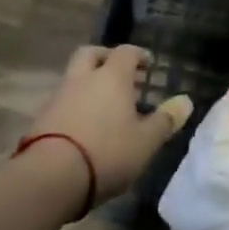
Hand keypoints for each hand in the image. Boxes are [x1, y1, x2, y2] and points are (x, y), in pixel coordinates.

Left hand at [27, 46, 192, 206]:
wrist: (49, 177)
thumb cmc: (106, 153)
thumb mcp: (146, 141)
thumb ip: (166, 120)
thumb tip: (186, 101)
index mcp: (111, 77)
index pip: (126, 52)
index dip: (138, 55)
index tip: (147, 65)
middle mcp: (83, 79)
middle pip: (92, 54)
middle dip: (106, 58)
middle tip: (122, 74)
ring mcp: (59, 97)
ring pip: (75, 77)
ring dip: (90, 84)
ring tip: (106, 106)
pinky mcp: (42, 119)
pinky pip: (64, 101)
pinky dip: (76, 104)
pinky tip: (86, 126)